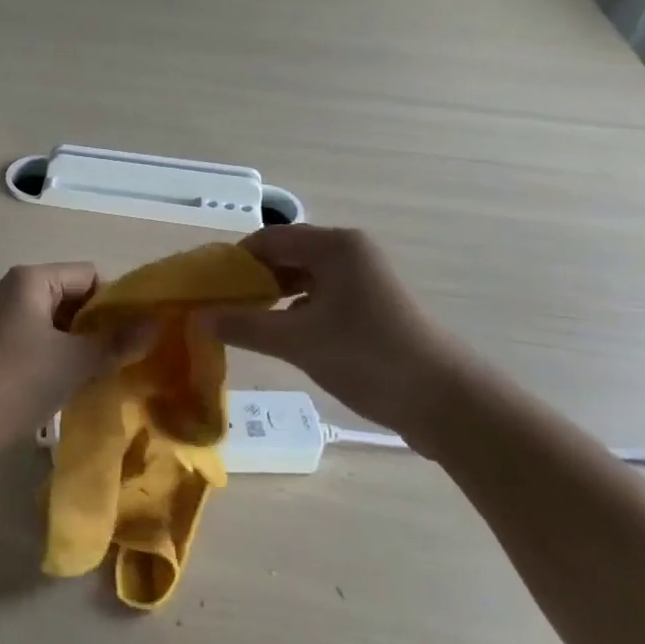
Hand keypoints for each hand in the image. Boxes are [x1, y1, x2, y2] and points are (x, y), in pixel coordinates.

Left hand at [0, 263, 150, 455]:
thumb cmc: (17, 381)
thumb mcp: (74, 361)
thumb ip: (117, 341)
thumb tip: (156, 322)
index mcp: (31, 279)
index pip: (88, 274)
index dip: (115, 301)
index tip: (132, 336)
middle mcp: (11, 289)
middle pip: (69, 295)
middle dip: (96, 324)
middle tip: (120, 357)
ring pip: (51, 321)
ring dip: (75, 343)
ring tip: (98, 373)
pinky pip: (32, 339)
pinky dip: (52, 355)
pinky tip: (64, 384)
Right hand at [196, 226, 480, 448]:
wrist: (447, 403)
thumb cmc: (368, 358)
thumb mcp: (297, 341)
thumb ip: (244, 325)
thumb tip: (197, 318)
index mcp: (335, 246)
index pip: (267, 240)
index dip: (233, 262)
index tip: (205, 289)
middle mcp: (350, 252)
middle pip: (285, 255)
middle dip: (250, 280)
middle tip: (219, 308)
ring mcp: (364, 278)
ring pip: (303, 277)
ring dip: (272, 296)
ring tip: (242, 322)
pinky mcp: (372, 305)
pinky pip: (321, 296)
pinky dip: (296, 309)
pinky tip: (280, 334)